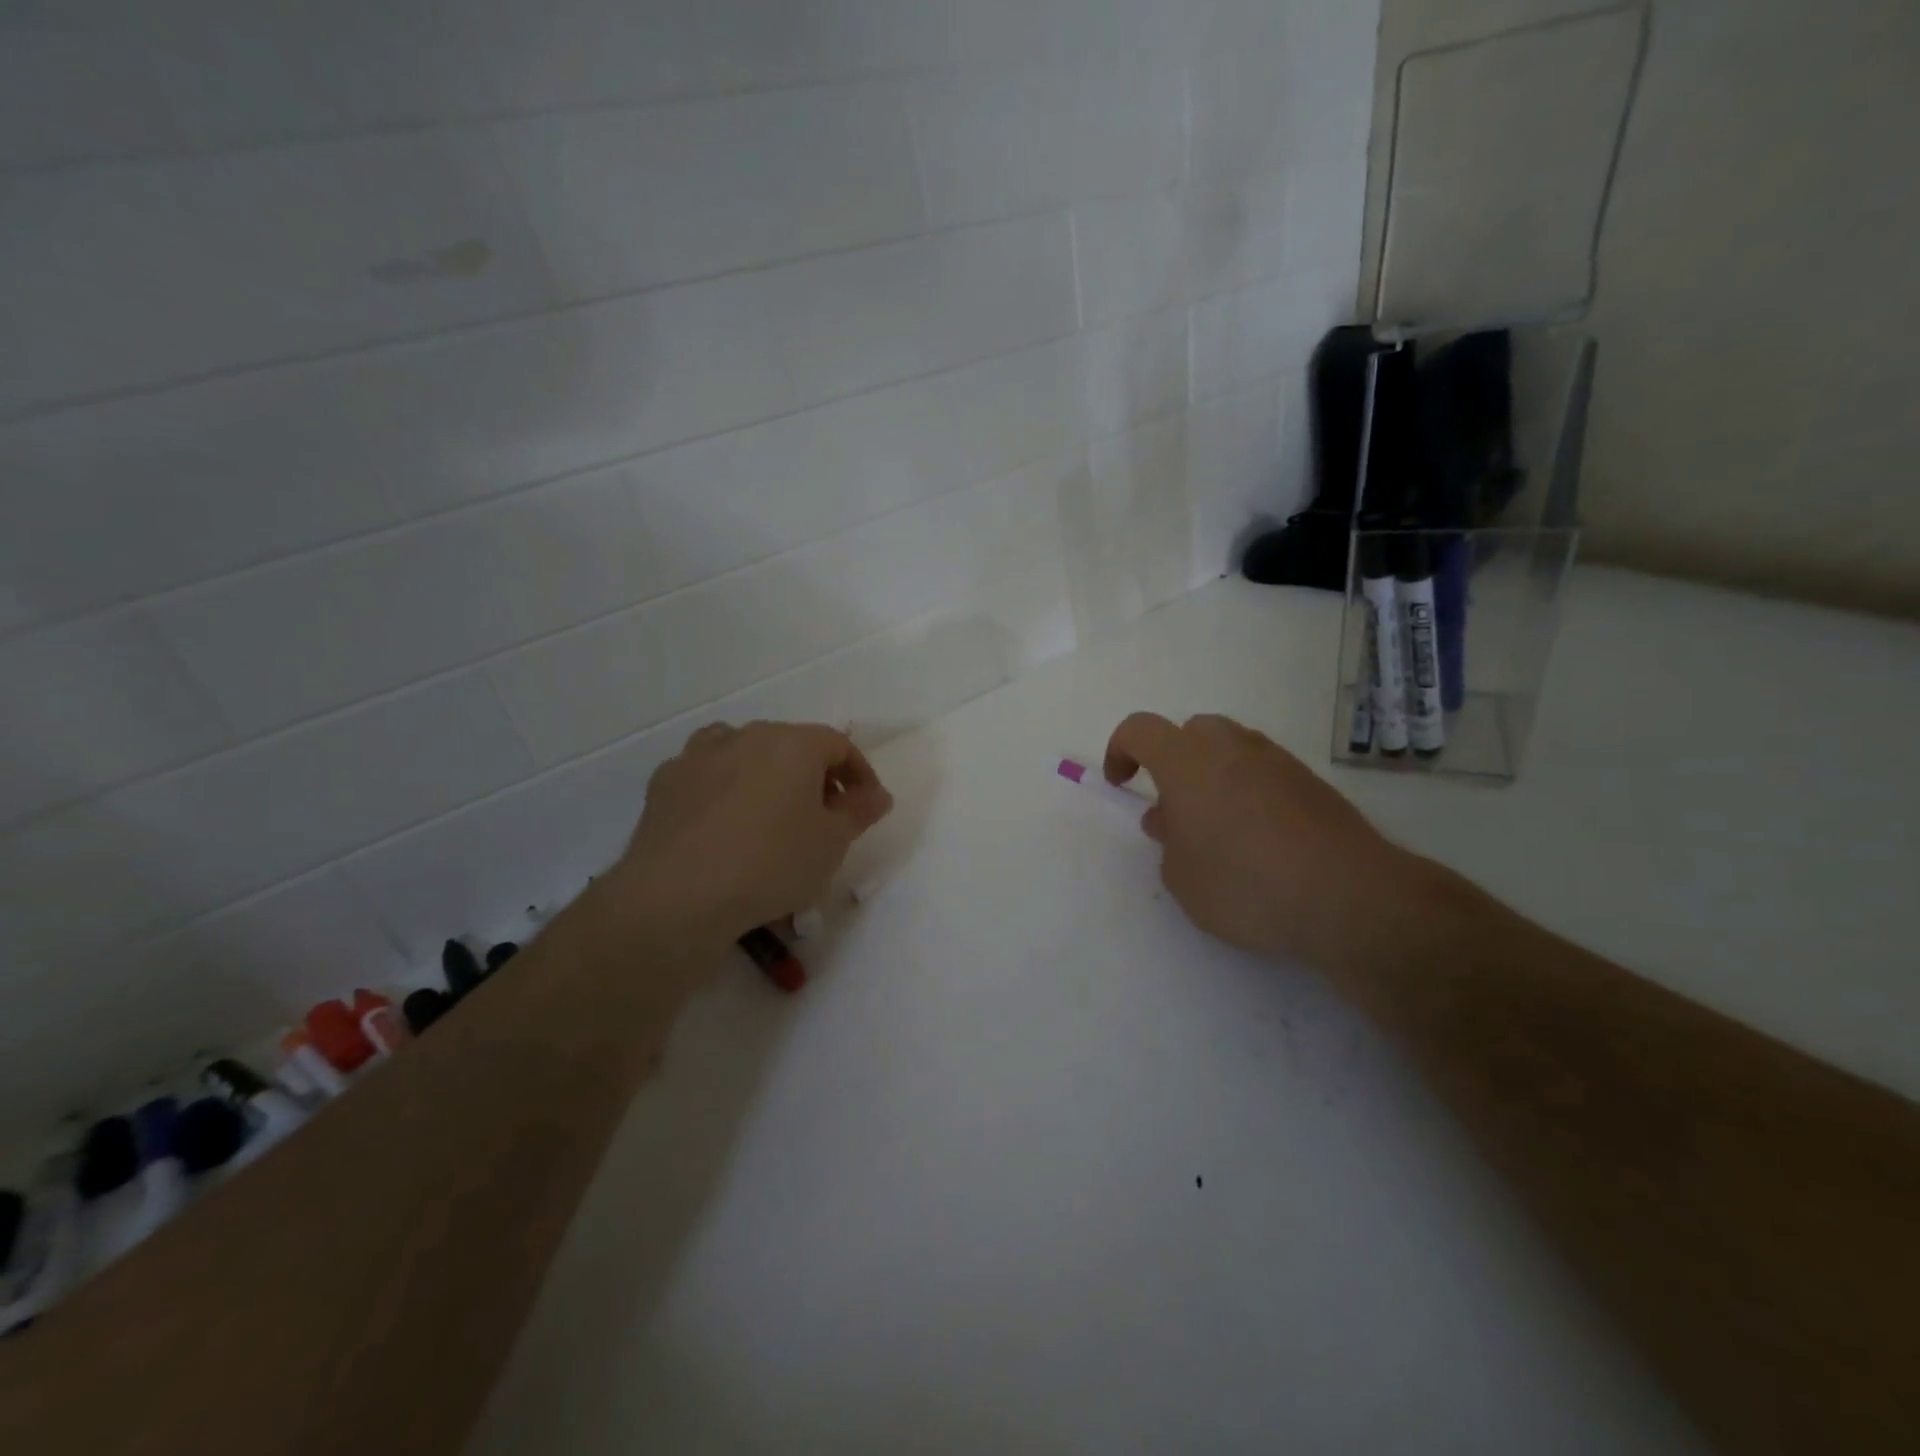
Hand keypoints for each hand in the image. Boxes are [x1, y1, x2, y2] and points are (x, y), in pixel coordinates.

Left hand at [612, 721, 892, 948]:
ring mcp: (701, 755)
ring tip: (770, 814)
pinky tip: (722, 822)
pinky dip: (723, 788)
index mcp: (793, 744)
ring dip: (766, 775)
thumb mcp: (832, 844)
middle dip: (814, 776)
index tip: (866, 806)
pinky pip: (707, 773)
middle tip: (823, 816)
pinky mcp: (666, 781)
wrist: (677, 895)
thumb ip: (859, 812)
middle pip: (792, 745)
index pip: (839, 745)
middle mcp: (747, 736)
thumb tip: (877, 794)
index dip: (860, 774)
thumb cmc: (771, 864)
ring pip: (745, 752)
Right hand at [1103, 712, 1420, 970]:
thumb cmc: (1246, 885)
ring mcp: (1276, 760)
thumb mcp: (1181, 878)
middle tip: (1174, 808)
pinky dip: (1248, 790)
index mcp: (1186, 761)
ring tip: (1216, 828)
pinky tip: (1258, 839)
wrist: (1350, 897)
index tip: (1121, 784)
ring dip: (1212, 775)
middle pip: (1190, 731)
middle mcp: (1231, 747)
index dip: (1120, 751)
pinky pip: (1263, 771)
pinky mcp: (1312, 782)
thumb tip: (1174, 818)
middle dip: (1172, 760)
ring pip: (1230, 749)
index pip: (1139, 729)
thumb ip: (1168, 841)